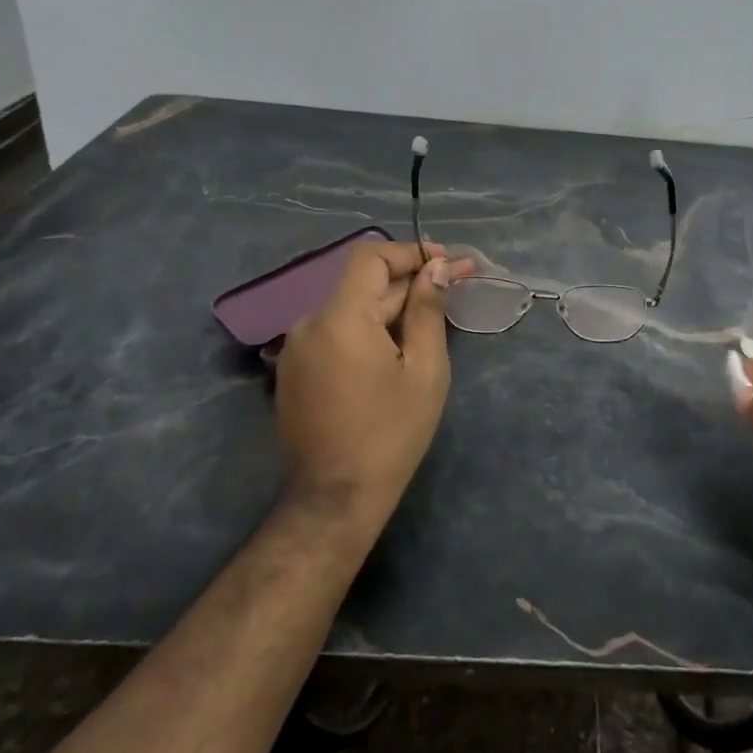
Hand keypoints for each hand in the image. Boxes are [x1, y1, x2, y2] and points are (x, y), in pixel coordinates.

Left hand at [274, 241, 475, 532]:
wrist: (335, 499)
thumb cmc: (391, 433)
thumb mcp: (424, 368)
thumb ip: (428, 310)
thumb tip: (436, 268)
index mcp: (341, 318)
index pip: (371, 256)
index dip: (411, 252)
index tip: (447, 263)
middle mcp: (310, 323)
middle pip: (364, 284)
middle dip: (411, 281)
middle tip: (457, 283)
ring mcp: (298, 349)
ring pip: (352, 309)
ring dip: (392, 306)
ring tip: (432, 319)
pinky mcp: (296, 371)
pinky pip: (337, 333)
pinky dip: (369, 329)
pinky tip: (398, 346)